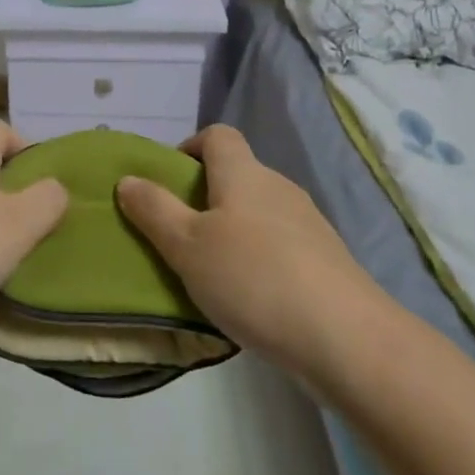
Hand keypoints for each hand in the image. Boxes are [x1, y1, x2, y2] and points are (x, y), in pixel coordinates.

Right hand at [115, 125, 383, 379]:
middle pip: (238, 175)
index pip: (218, 136)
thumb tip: (128, 179)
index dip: (190, 147)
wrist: (346, 338)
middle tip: (180, 235)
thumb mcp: (187, 246)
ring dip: (234, 230)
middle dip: (206, 196)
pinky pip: (281, 244)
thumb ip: (154, 210)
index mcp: (244, 174)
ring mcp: (308, 223)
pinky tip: (251, 298)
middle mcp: (278, 187)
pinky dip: (260, 258)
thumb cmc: (253, 279)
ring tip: (212, 272)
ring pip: (260, 212)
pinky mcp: (327, 260)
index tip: (169, 180)